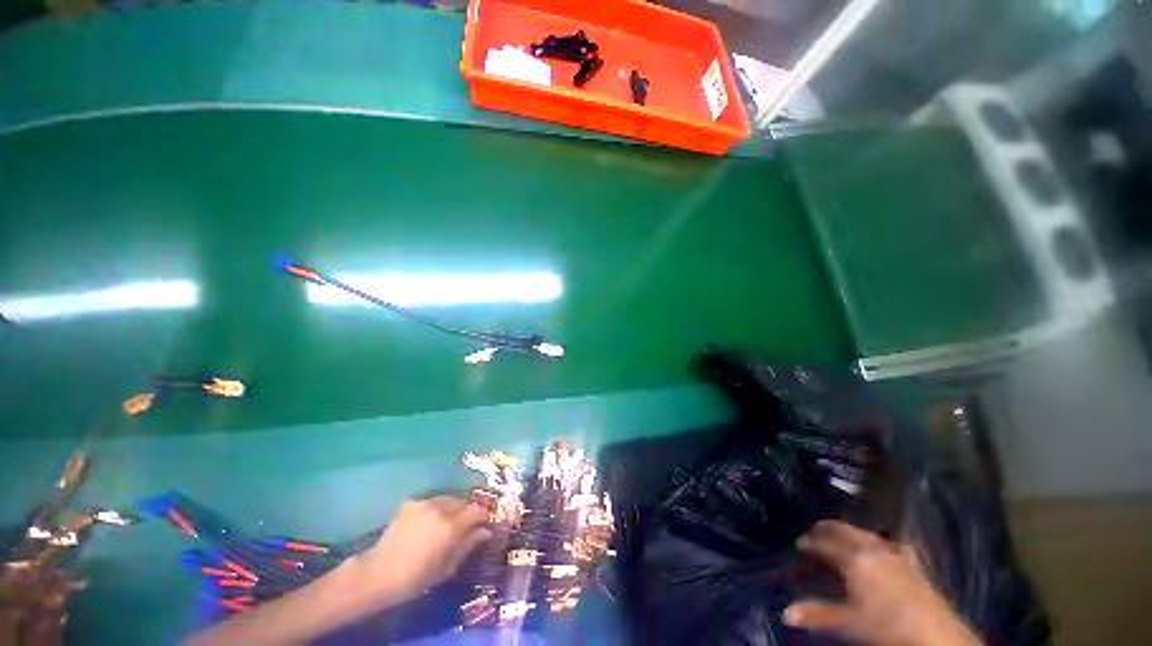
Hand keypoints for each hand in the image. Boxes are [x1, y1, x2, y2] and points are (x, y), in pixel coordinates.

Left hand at [348, 495, 491, 602]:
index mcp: (451, 526)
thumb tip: (485, 532)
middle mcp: (440, 509)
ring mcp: (424, 503)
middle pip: (462, 502)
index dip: (482, 515)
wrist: (378, 573)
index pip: (476, 510)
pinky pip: (431, 501)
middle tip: (463, 526)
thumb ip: (467, 545)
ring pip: (447, 499)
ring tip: (445, 523)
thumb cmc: (415, 577)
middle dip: (466, 511)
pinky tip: (428, 522)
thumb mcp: (446, 568)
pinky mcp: (411, 503)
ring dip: (451, 508)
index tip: (483, 523)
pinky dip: (435, 508)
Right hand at [784, 520, 981, 645]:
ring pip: (866, 534)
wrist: (937, 639)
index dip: (810, 543)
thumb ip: (817, 615)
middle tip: (814, 531)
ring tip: (841, 536)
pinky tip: (881, 546)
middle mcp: (874, 550)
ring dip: (850, 532)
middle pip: (846, 531)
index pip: (826, 545)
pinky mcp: (914, 564)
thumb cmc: (886, 629)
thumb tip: (786, 613)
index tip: (799, 544)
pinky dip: (877, 541)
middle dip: (828, 529)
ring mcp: (896, 555)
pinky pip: (889, 543)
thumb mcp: (849, 623)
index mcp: (855, 559)